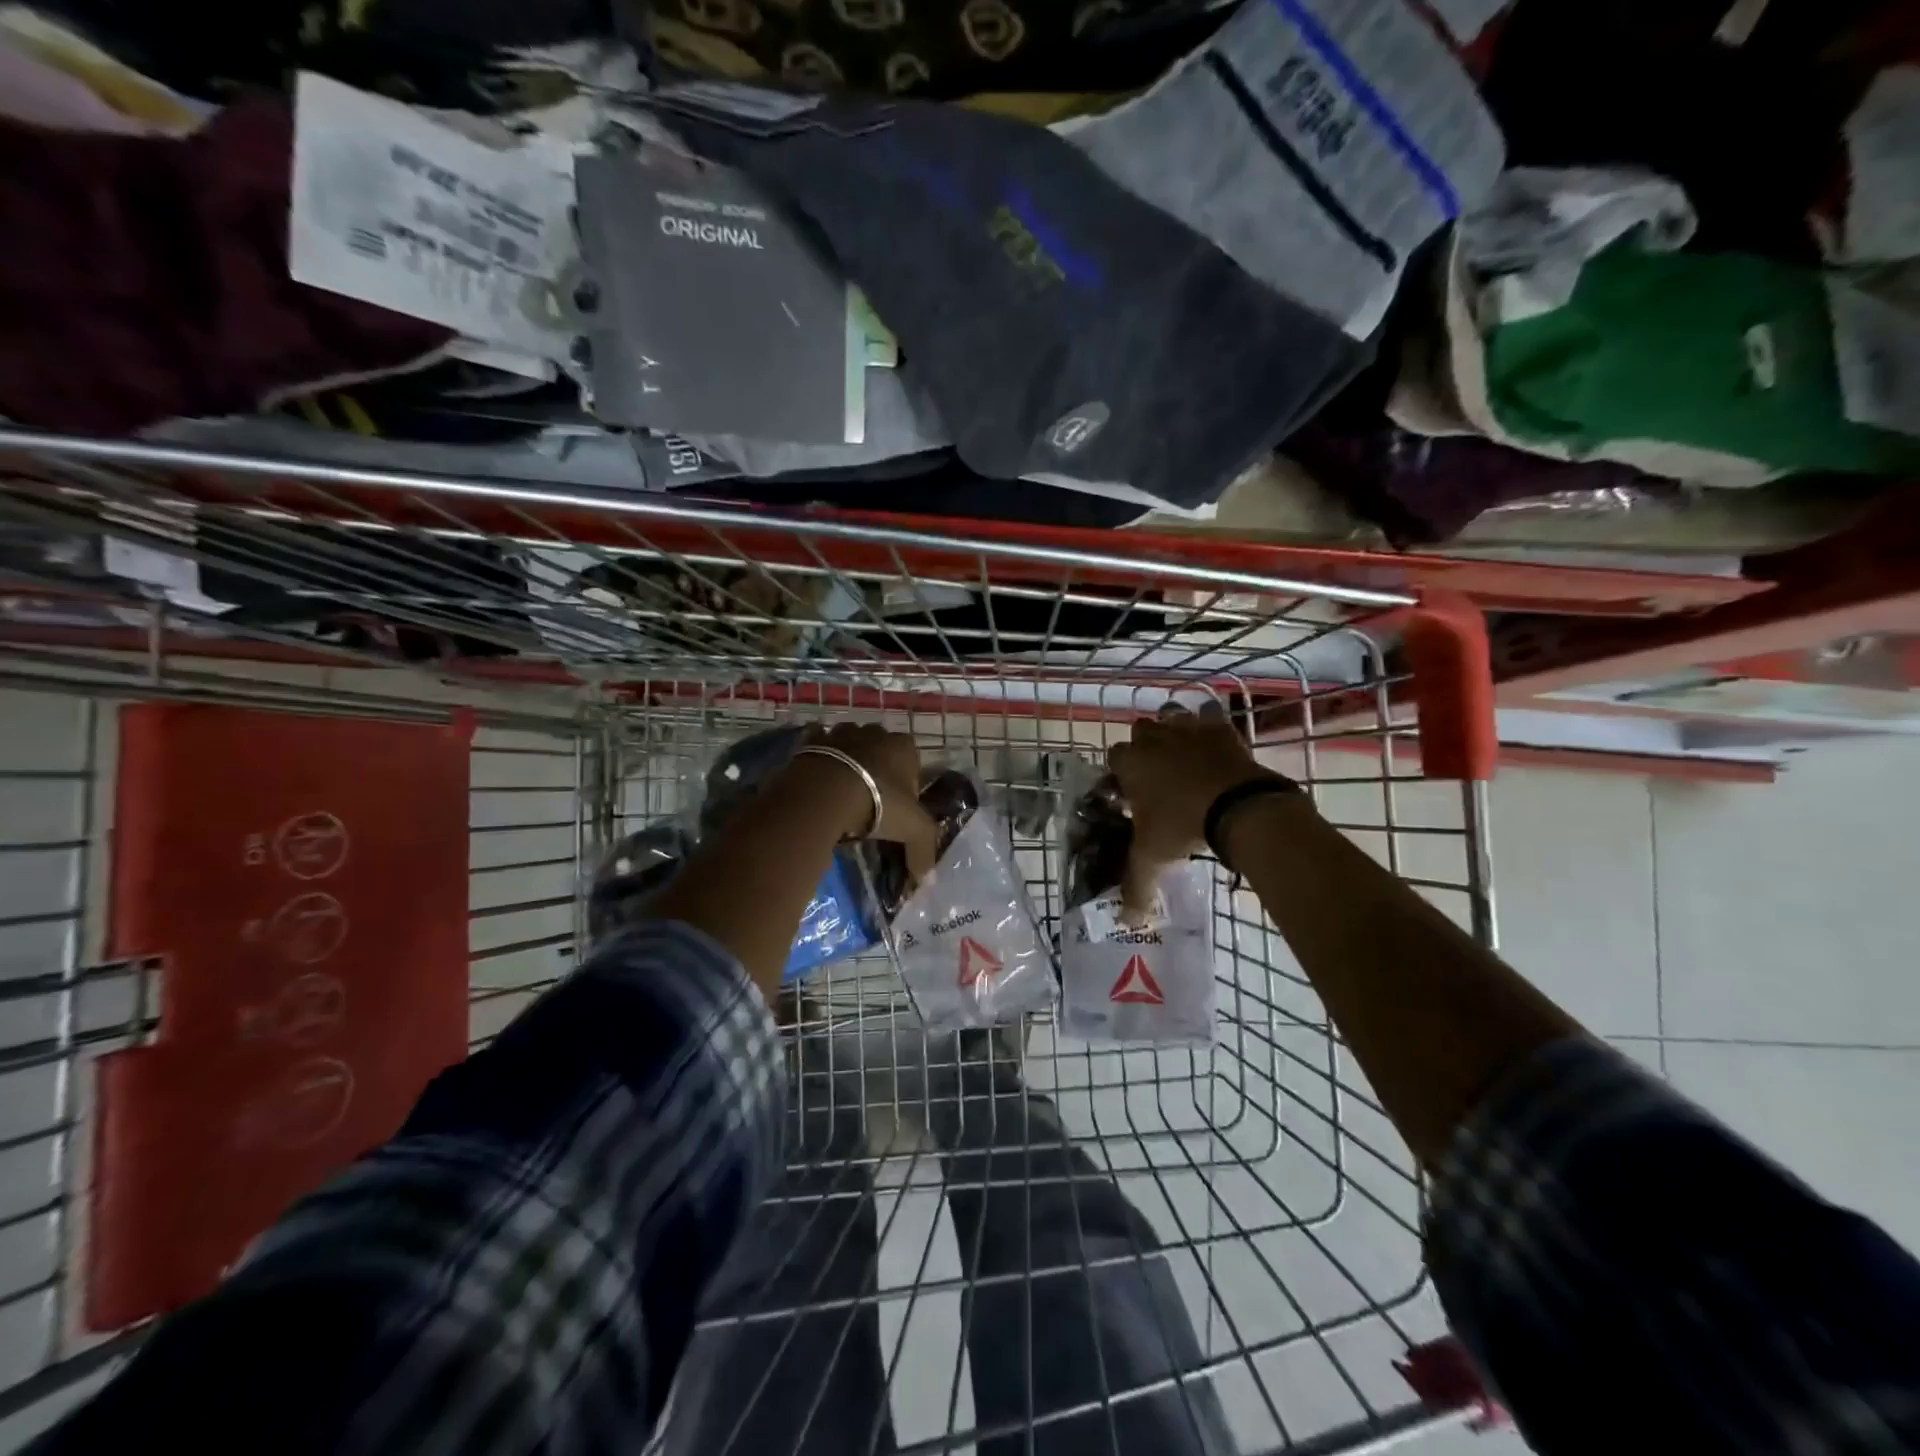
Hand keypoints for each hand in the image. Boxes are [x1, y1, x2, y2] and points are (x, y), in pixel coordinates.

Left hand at [802, 723, 939, 881]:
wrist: (825, 792)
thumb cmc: (878, 803)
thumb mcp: (913, 830)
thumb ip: (924, 851)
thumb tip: (926, 879)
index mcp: (904, 746)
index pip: (912, 764)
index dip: (907, 787)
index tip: (897, 811)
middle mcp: (875, 732)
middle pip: (881, 752)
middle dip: (878, 772)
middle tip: (869, 803)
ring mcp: (842, 732)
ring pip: (850, 746)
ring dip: (848, 763)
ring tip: (841, 793)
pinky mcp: (812, 740)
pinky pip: (818, 747)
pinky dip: (820, 760)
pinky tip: (819, 782)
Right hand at [1106, 708, 1272, 917]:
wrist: (1237, 806)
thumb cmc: (1182, 826)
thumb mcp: (1153, 858)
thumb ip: (1136, 886)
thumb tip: (1128, 919)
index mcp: (1130, 764)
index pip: (1114, 758)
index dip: (1122, 774)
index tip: (1132, 794)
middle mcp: (1153, 739)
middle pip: (1140, 732)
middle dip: (1145, 749)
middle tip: (1157, 777)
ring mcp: (1186, 729)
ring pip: (1170, 717)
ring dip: (1171, 732)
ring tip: (1182, 757)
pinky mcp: (1219, 727)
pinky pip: (1208, 717)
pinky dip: (1208, 727)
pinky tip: (1213, 746)